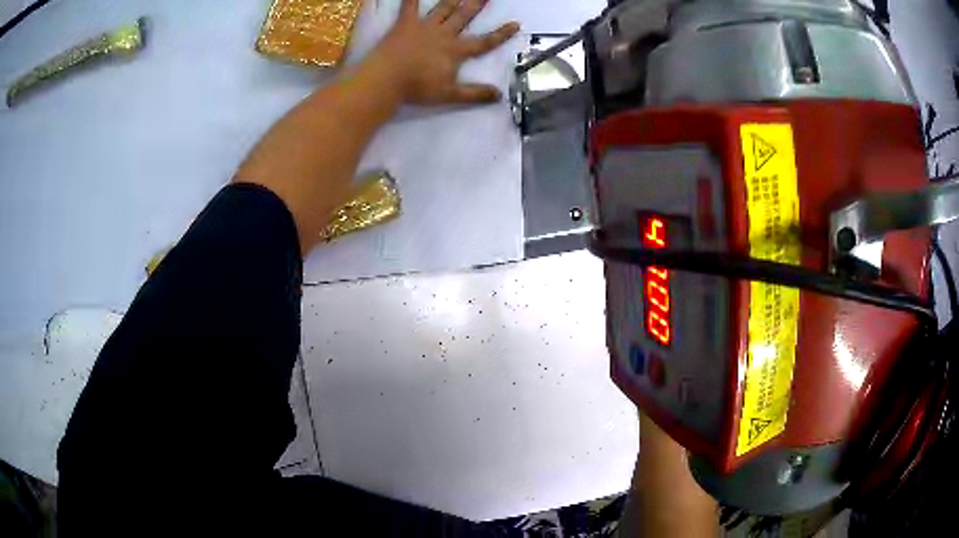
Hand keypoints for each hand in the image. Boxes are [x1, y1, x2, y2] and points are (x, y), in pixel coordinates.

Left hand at [367, 0, 520, 104]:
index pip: (484, 42)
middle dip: (477, 5)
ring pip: (443, 9)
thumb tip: (499, 95)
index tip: (515, 24)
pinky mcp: (404, 24)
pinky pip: (409, 6)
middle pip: (464, 17)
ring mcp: (424, 27)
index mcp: (456, 51)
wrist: (387, 79)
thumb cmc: (417, 88)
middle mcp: (444, 34)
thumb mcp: (449, 94)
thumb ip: (474, 94)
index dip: (501, 34)